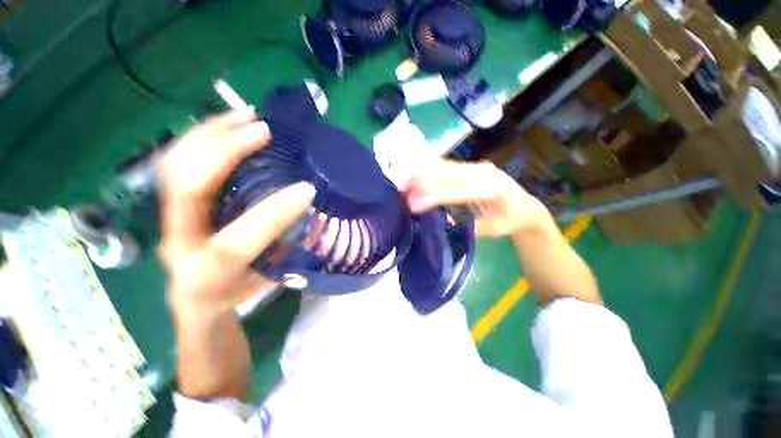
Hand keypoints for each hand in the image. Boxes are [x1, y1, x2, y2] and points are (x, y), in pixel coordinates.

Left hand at [157, 109, 315, 317]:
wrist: (197, 300)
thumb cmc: (238, 291)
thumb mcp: (270, 279)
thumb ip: (290, 248)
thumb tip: (315, 215)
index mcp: (208, 273)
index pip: (235, 243)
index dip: (273, 215)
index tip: (307, 189)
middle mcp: (179, 242)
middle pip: (186, 190)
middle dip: (225, 154)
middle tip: (262, 130)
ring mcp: (169, 218)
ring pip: (175, 168)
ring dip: (211, 134)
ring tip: (244, 115)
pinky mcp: (171, 203)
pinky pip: (177, 163)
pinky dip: (201, 138)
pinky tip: (226, 125)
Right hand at [402, 160, 550, 236]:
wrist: (525, 205)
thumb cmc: (511, 220)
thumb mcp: (496, 230)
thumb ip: (472, 227)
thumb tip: (446, 221)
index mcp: (493, 189)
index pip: (457, 191)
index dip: (433, 196)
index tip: (412, 204)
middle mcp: (483, 172)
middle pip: (447, 172)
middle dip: (421, 180)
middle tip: (401, 191)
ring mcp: (476, 166)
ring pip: (444, 165)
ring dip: (422, 173)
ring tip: (404, 184)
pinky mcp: (469, 166)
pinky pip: (445, 165)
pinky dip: (428, 171)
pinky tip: (415, 177)